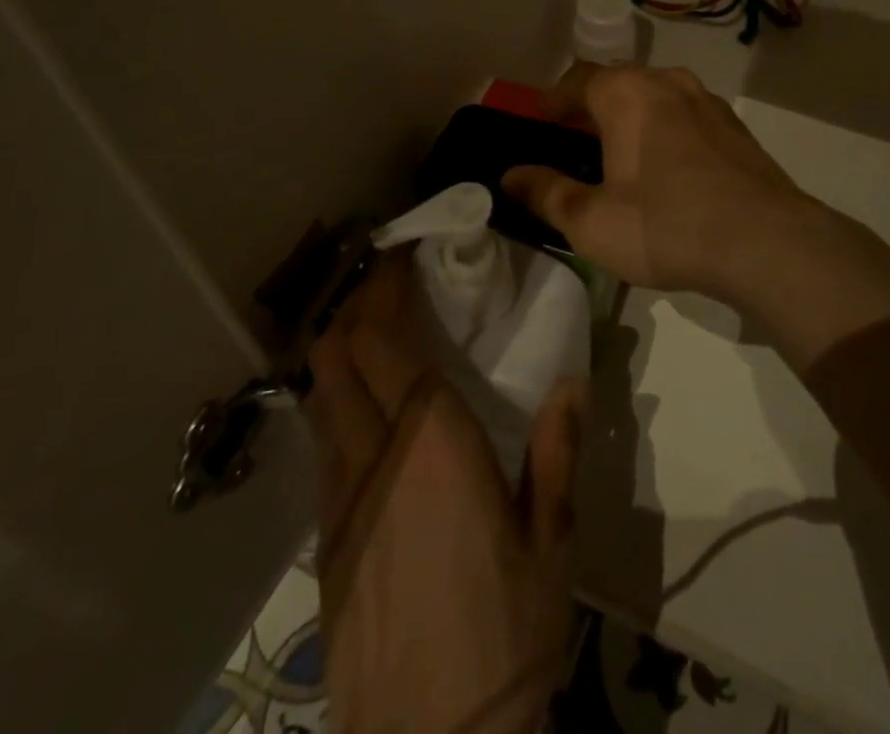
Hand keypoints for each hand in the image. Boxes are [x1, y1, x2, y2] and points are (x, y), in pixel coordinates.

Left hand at [305, 251, 582, 733]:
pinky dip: (336, 398)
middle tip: (388, 280)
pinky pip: (322, 441)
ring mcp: (337, 500)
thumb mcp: (552, 544)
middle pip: (336, 356)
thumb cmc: (505, 636)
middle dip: (355, 304)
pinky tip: (368, 407)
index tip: (403, 253)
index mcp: (431, 445)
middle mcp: (372, 457)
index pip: (386, 340)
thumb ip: (556, 453)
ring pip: (319, 395)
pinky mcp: (324, 539)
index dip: (385, 287)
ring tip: (373, 328)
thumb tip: (570, 382)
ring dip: (339, 347)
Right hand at [502, 63, 815, 296]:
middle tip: (574, 142)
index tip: (540, 122)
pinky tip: (666, 170)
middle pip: (617, 83)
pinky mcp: (735, 127)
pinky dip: (664, 130)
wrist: (766, 242)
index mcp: (627, 93)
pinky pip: (685, 116)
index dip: (553, 100)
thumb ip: (546, 193)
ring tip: (618, 156)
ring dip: (630, 118)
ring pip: (655, 97)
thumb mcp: (591, 221)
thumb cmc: (666, 225)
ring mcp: (707, 101)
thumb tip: (510, 176)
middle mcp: (667, 82)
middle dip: (591, 108)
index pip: (577, 79)